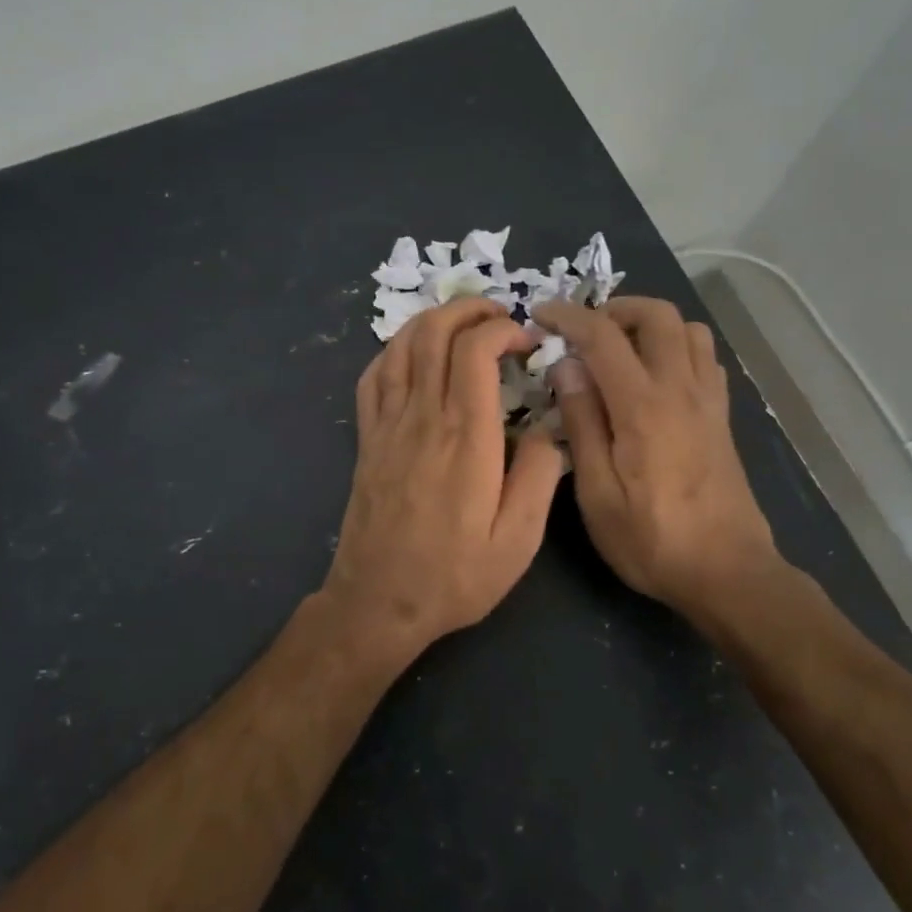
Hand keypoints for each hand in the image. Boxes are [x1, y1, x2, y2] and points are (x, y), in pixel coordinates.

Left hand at [323, 299, 565, 661]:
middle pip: (434, 334)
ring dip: (432, 321)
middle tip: (499, 316)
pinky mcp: (367, 440)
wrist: (378, 602)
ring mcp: (387, 425)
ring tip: (462, 324)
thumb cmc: (454, 575)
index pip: (474, 350)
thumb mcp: (517, 541)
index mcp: (465, 437)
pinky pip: (373, 376)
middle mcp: (422, 418)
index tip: (527, 342)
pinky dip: (394, 351)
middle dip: (468, 309)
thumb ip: (538, 477)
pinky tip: (413, 355)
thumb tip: (544, 429)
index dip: (502, 329)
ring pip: (400, 347)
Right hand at [530, 297, 779, 614]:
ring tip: (620, 348)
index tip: (542, 314)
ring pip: (689, 329)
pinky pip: (704, 358)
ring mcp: (708, 400)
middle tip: (584, 331)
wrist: (727, 572)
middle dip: (616, 308)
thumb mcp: (597, 493)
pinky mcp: (722, 416)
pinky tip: (655, 376)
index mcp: (642, 406)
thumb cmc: (651, 540)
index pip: (603, 336)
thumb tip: (566, 367)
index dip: (569, 316)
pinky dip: (677, 346)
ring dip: (651, 324)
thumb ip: (581, 423)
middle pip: (658, 315)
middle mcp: (681, 389)